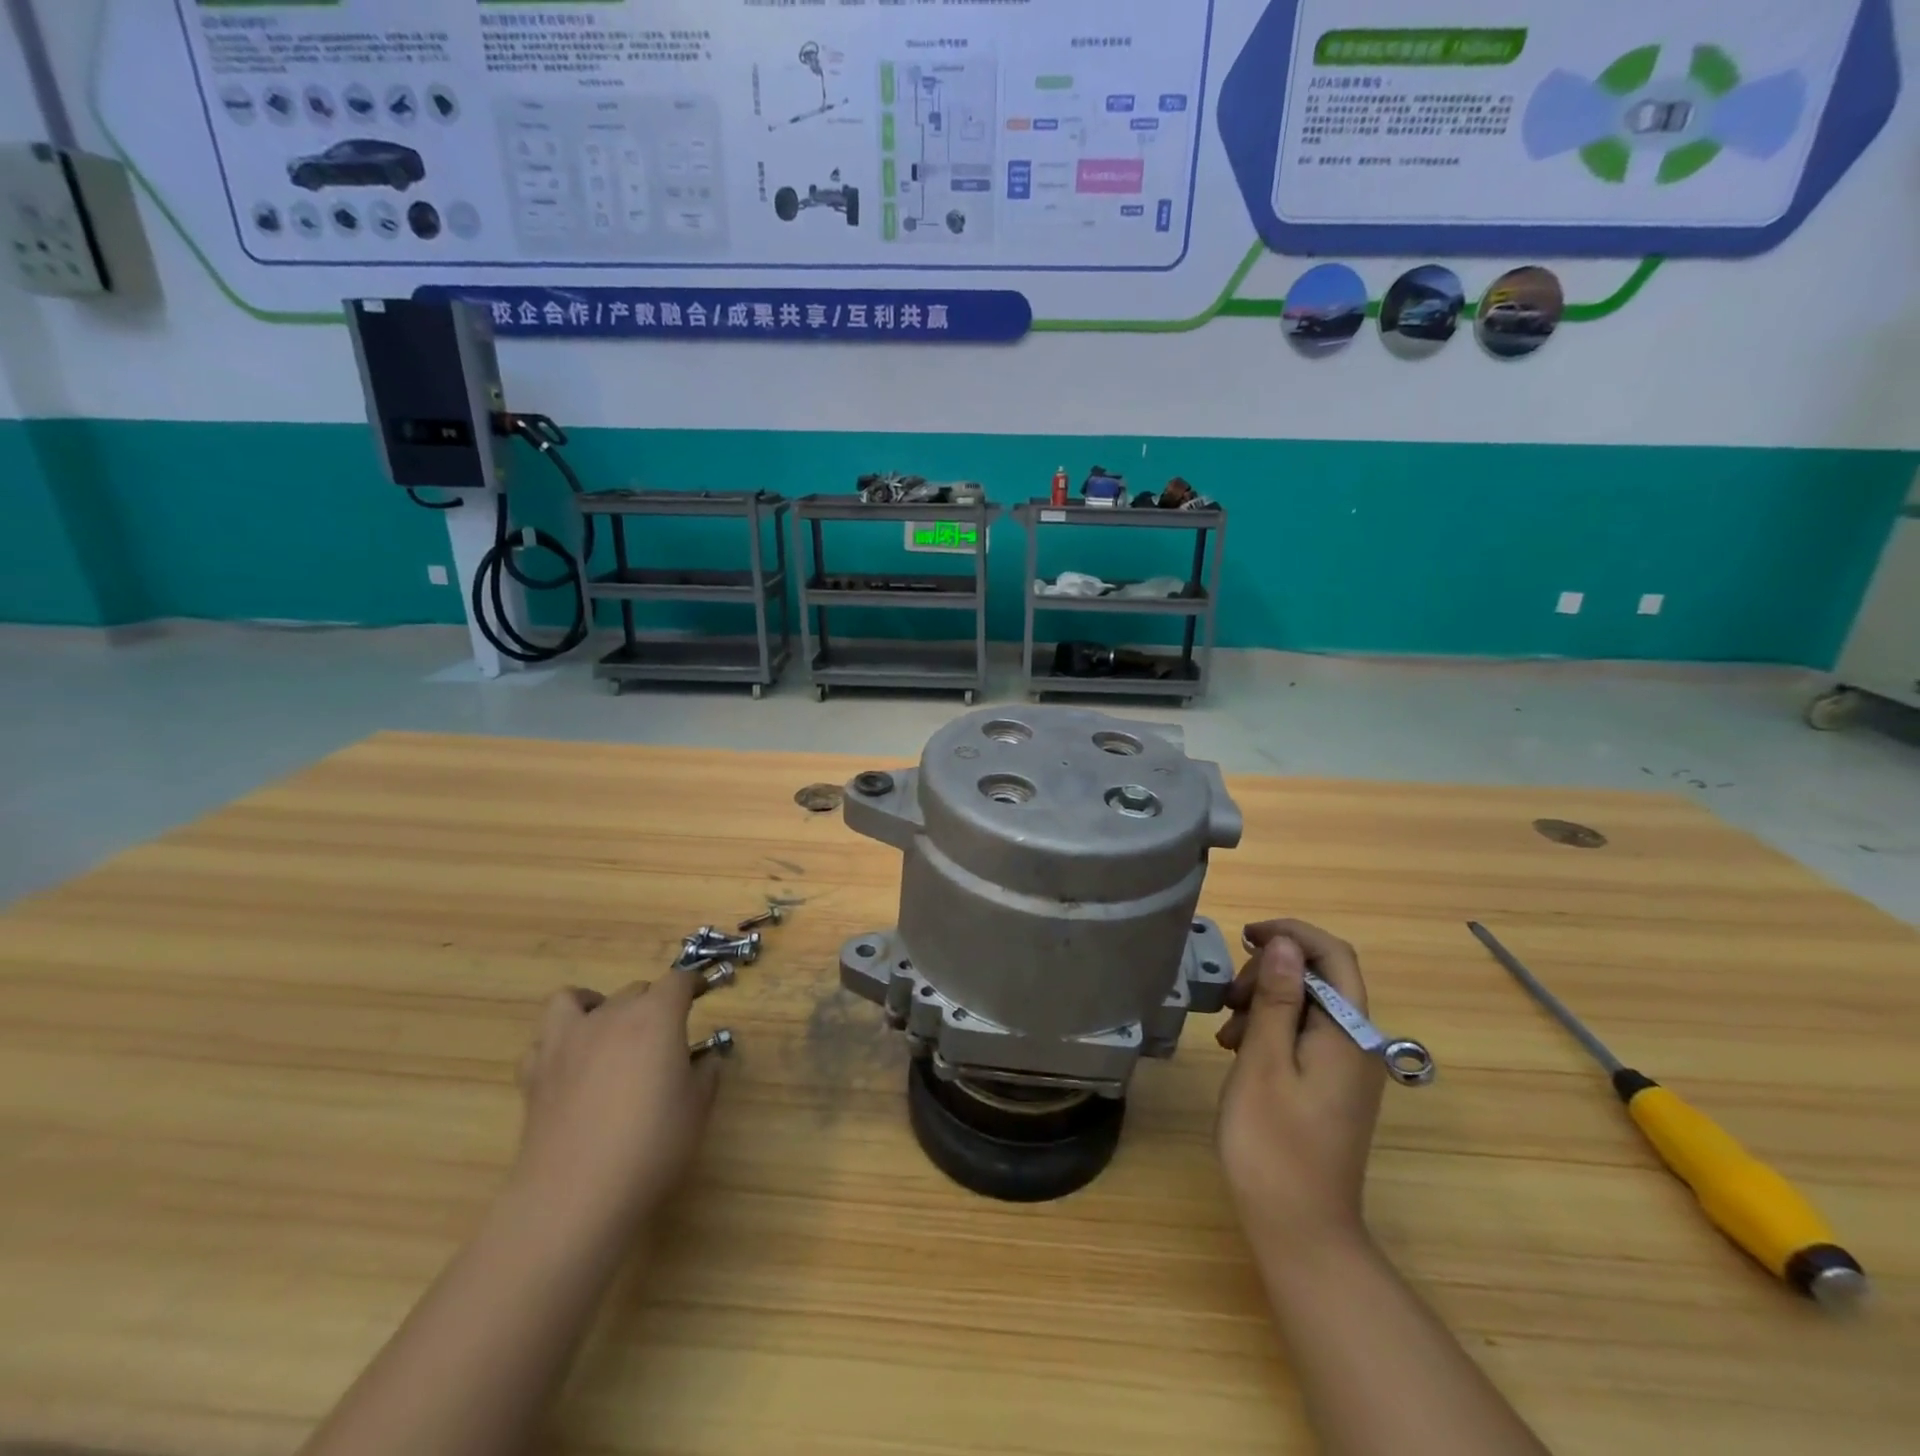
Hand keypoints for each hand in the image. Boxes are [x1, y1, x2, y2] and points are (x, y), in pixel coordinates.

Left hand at [512, 972, 720, 1233]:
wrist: (576, 1196)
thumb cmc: (652, 1144)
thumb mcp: (697, 1107)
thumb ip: (706, 1072)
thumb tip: (704, 1059)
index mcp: (656, 1016)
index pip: (678, 981)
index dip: (693, 983)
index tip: (703, 991)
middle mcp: (611, 1016)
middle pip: (635, 990)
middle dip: (653, 1002)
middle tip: (665, 1034)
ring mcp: (566, 1042)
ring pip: (576, 999)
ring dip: (596, 1005)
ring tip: (608, 1028)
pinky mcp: (534, 1073)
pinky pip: (544, 1040)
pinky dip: (558, 1042)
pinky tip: (571, 1062)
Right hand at [1215, 919, 1384, 1249]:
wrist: (1300, 1229)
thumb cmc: (1273, 1142)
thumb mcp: (1264, 1061)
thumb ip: (1278, 998)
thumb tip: (1286, 944)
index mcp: (1348, 1033)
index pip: (1334, 954)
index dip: (1292, 933)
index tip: (1246, 936)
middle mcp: (1357, 1042)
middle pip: (1320, 976)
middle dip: (1271, 972)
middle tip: (1229, 998)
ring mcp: (1346, 1066)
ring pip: (1307, 1004)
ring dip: (1265, 1001)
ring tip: (1227, 1031)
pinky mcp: (1331, 1085)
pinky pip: (1304, 1034)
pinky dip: (1271, 1028)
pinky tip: (1240, 1049)